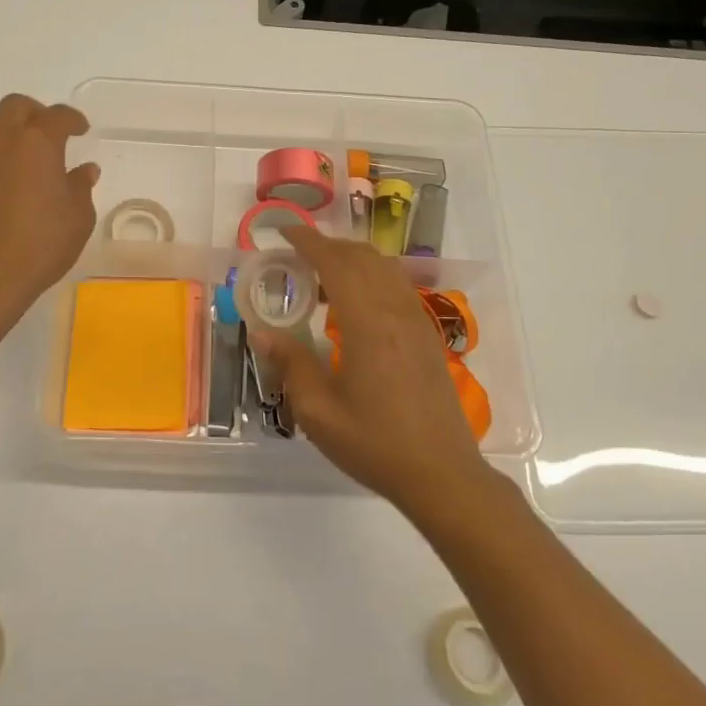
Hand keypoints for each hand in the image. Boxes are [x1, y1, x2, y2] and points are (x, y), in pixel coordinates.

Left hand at [0, 94, 99, 316]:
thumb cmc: (40, 245)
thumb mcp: (78, 219)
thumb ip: (81, 187)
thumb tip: (84, 170)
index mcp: (36, 143)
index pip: (57, 116)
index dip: (73, 119)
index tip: (81, 130)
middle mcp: (0, 141)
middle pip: (15, 107)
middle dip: (36, 114)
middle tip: (51, 134)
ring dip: (9, 132)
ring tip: (25, 157)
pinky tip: (4, 185)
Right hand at [251, 225, 489, 511]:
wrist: (442, 473)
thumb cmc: (375, 444)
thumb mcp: (319, 412)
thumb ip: (291, 364)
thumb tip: (263, 333)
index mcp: (367, 323)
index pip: (335, 262)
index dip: (308, 241)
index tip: (283, 231)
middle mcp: (395, 311)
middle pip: (362, 257)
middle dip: (327, 245)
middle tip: (295, 255)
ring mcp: (417, 321)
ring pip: (384, 268)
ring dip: (351, 259)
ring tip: (321, 277)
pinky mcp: (427, 335)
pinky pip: (397, 286)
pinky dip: (371, 277)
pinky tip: (354, 304)